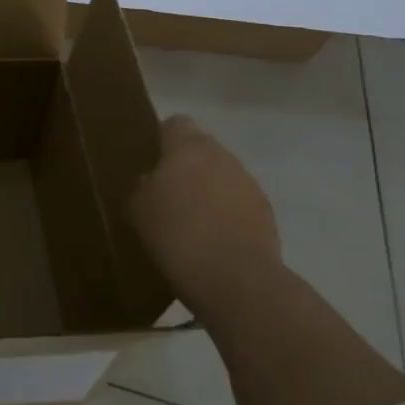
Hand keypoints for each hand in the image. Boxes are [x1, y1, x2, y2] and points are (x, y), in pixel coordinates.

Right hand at [130, 114, 281, 316]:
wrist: (236, 281)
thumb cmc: (177, 236)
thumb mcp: (138, 208)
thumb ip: (143, 184)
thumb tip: (151, 179)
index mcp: (188, 146)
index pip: (174, 123)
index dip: (161, 139)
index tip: (149, 161)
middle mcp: (221, 155)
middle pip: (201, 148)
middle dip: (186, 165)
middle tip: (166, 192)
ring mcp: (248, 183)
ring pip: (221, 175)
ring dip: (208, 189)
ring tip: (191, 220)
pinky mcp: (266, 212)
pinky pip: (238, 201)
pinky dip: (226, 212)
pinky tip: (213, 238)